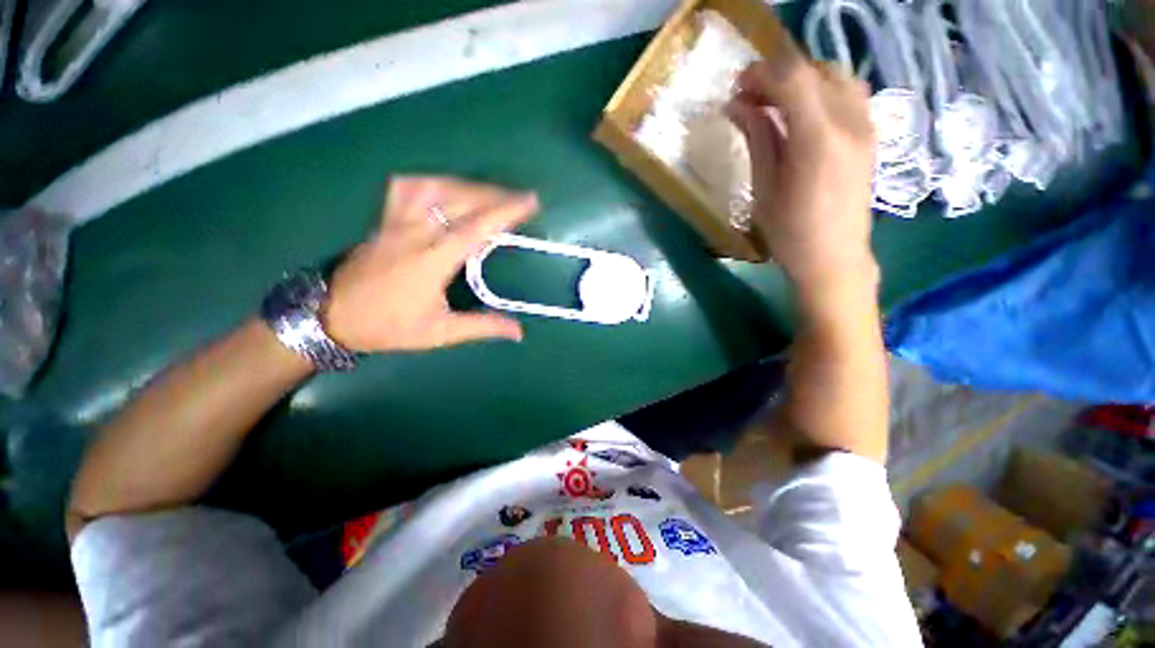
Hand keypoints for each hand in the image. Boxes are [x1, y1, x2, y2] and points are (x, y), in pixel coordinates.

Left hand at [324, 176, 537, 352]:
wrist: (331, 315)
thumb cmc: (388, 326)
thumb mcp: (439, 332)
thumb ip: (481, 327)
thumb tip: (518, 331)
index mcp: (432, 260)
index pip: (475, 228)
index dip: (505, 212)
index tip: (530, 202)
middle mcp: (415, 232)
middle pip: (460, 200)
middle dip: (495, 195)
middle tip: (521, 198)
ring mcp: (396, 221)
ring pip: (435, 187)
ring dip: (469, 186)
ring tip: (492, 193)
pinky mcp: (385, 218)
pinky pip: (408, 187)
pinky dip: (434, 182)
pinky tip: (447, 188)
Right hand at [726, 55, 877, 289]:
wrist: (834, 257)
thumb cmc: (790, 232)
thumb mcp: (764, 188)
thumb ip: (757, 138)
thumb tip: (738, 105)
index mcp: (818, 139)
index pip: (793, 78)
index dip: (761, 73)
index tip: (736, 88)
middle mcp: (849, 121)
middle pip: (814, 71)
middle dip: (777, 74)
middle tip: (749, 97)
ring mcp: (866, 125)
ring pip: (835, 76)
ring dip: (801, 79)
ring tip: (774, 102)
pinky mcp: (871, 133)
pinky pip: (849, 92)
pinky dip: (821, 89)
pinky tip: (803, 112)